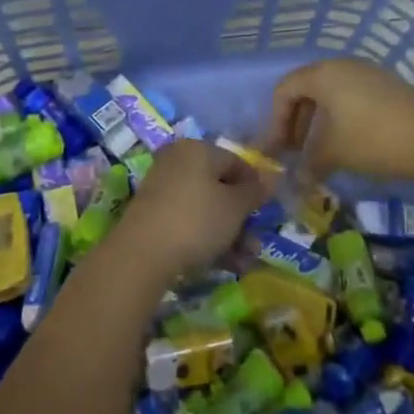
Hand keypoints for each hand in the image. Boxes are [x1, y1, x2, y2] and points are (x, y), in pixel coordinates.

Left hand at [108, 139, 267, 278]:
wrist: (143, 252)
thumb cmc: (197, 220)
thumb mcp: (235, 207)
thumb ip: (254, 191)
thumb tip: (270, 178)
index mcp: (198, 149)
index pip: (235, 161)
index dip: (255, 186)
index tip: (266, 211)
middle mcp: (178, 160)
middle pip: (219, 187)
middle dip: (241, 218)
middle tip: (255, 244)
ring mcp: (162, 187)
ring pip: (205, 207)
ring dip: (228, 234)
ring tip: (243, 262)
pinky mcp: (152, 213)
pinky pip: (187, 220)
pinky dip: (206, 238)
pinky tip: (222, 263)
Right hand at [263, 58, 413, 184]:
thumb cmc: (374, 139)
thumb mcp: (334, 153)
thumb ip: (307, 165)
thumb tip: (295, 182)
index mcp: (323, 74)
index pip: (284, 90)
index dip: (275, 121)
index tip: (278, 151)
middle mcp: (342, 66)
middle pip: (306, 89)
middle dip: (296, 122)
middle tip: (294, 153)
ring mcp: (367, 74)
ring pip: (330, 95)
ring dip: (318, 123)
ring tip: (319, 153)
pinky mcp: (387, 87)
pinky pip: (350, 98)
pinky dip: (339, 119)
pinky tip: (347, 145)